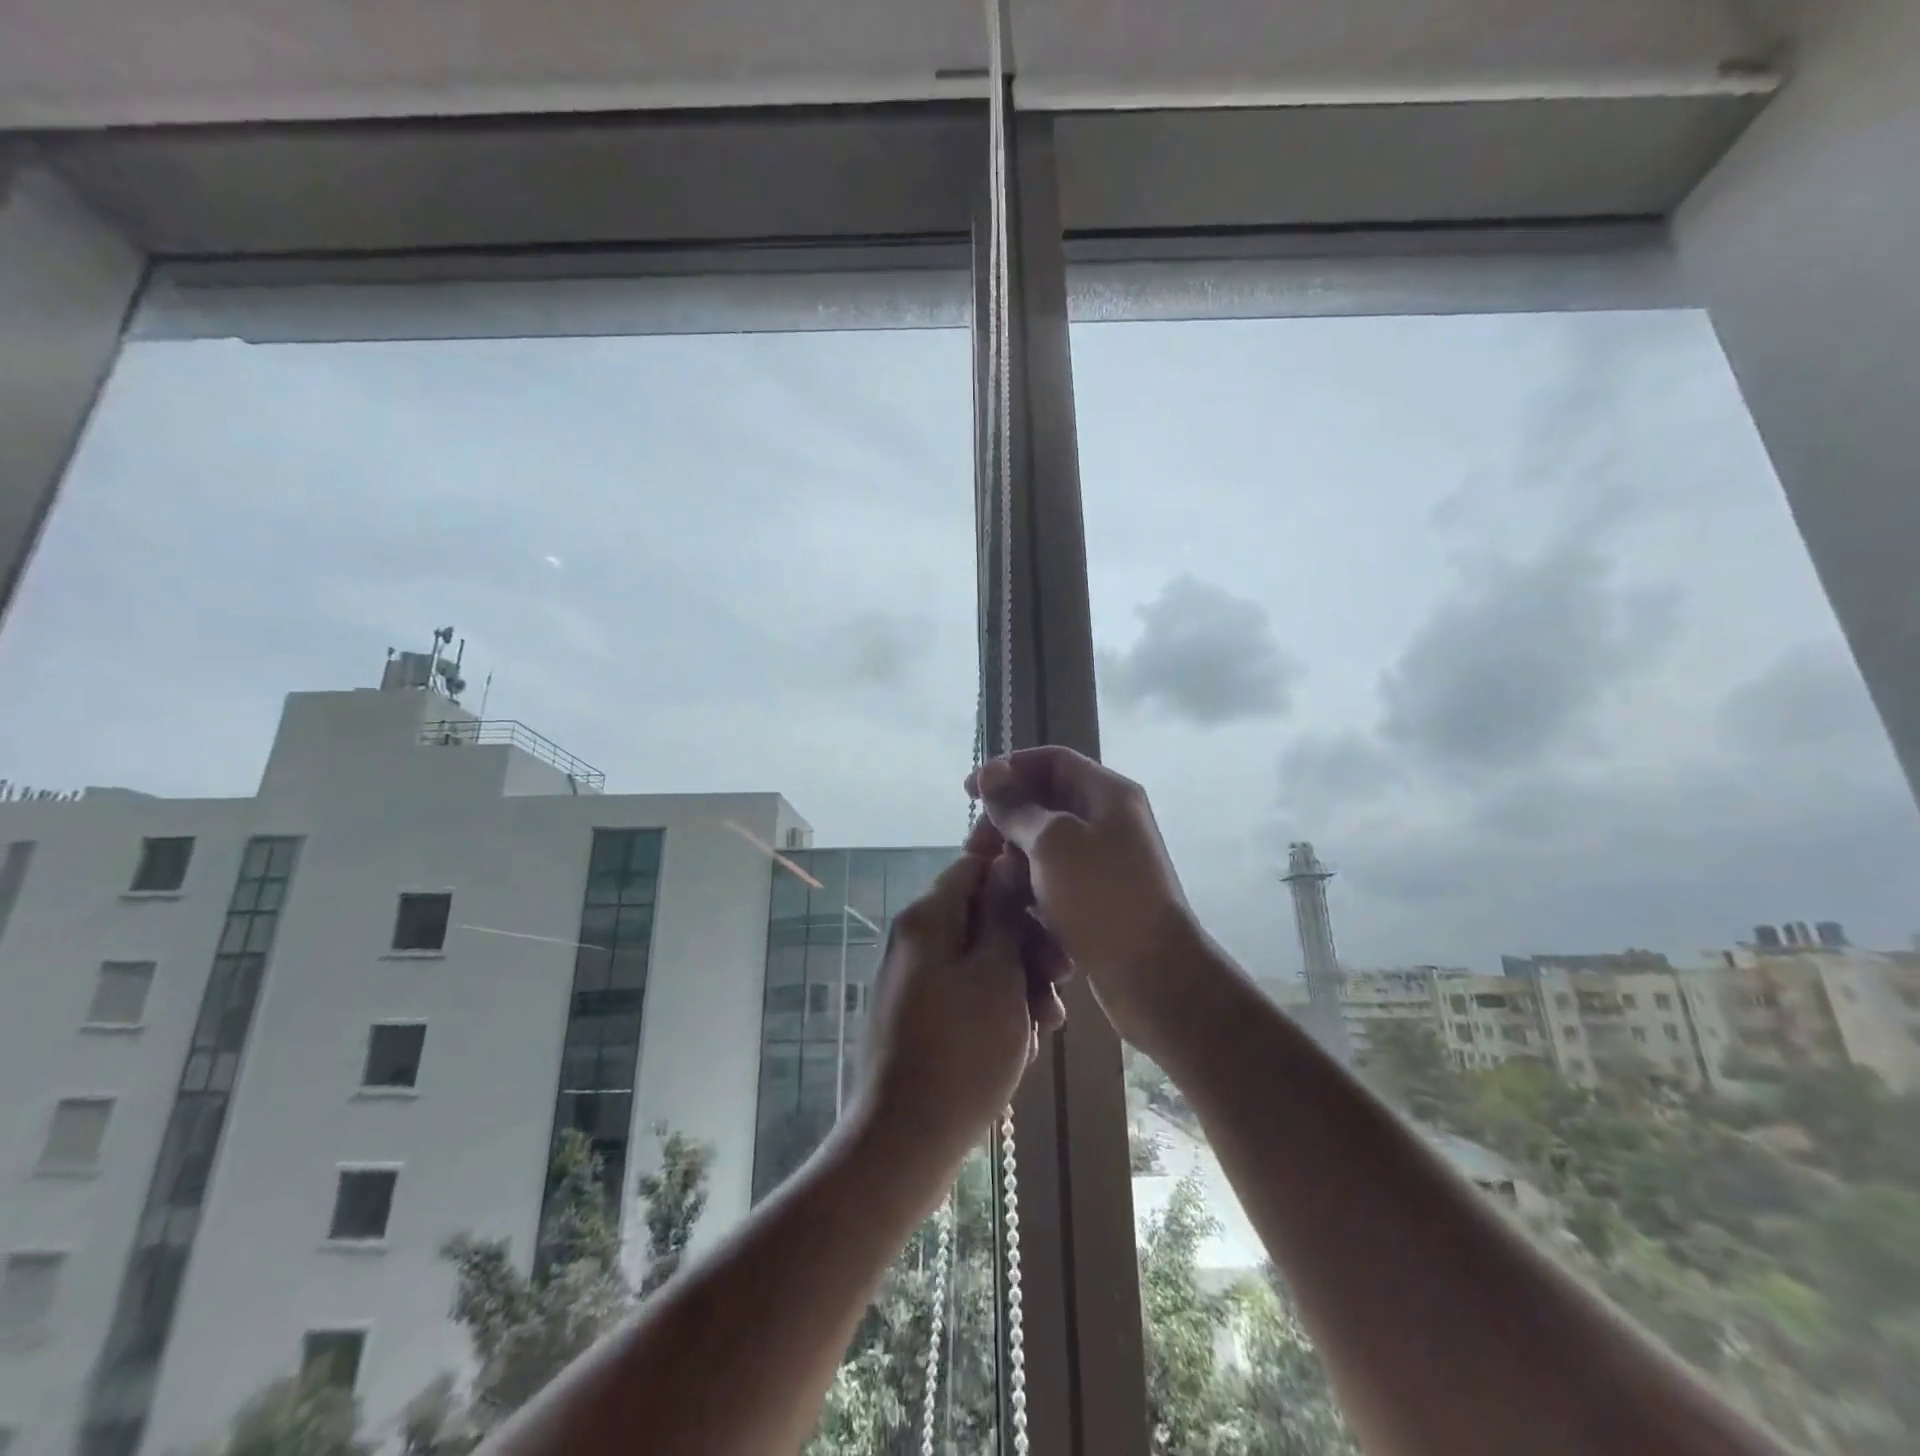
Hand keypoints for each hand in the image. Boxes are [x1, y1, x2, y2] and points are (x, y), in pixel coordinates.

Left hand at [854, 840, 1067, 1179]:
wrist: (906, 1139)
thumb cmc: (962, 1049)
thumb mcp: (996, 973)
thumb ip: (1002, 912)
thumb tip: (1005, 858)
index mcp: (927, 918)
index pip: (973, 865)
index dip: (1016, 876)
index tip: (1054, 902)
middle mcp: (916, 939)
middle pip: (981, 914)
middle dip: (1027, 941)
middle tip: (1062, 978)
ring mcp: (916, 979)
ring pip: (980, 957)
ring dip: (1020, 979)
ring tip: (1049, 1022)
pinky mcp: (921, 1015)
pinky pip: (967, 990)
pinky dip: (998, 1005)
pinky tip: (1024, 1042)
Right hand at [967, 747, 1194, 1053]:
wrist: (1152, 972)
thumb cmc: (1101, 896)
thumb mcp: (1052, 842)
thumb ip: (1017, 807)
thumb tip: (990, 774)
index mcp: (1107, 793)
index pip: (1051, 761)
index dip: (1008, 769)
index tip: (969, 792)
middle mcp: (1107, 819)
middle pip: (1044, 801)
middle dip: (1004, 819)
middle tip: (973, 848)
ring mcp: (1103, 860)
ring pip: (1044, 842)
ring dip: (1011, 854)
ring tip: (987, 878)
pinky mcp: (1095, 895)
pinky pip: (1052, 875)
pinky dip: (1028, 882)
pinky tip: (1007, 901)